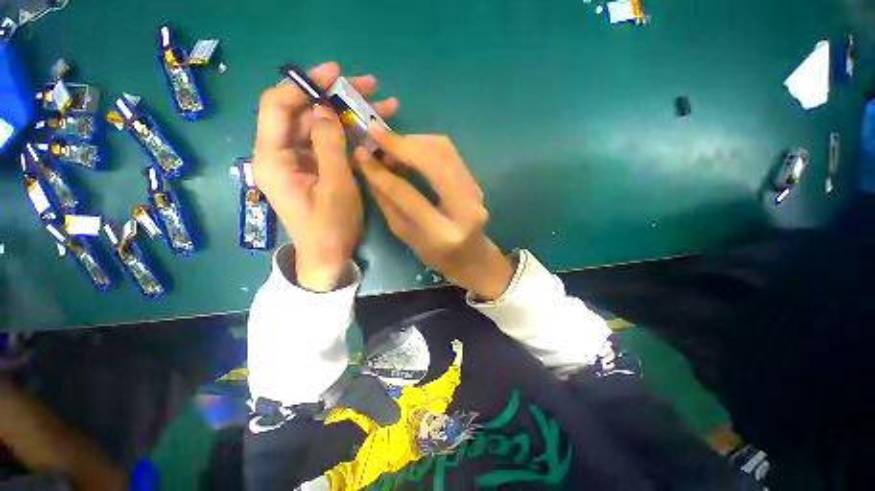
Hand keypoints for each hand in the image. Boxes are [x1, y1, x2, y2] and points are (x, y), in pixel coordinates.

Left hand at [253, 62, 398, 290]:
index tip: (335, 74)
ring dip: (348, 114)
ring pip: (320, 126)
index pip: (278, 106)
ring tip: (379, 104)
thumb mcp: (336, 187)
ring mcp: (299, 161)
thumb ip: (330, 146)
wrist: (328, 256)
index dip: (304, 84)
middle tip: (367, 87)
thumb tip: (325, 108)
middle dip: (334, 96)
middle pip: (302, 112)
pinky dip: (349, 135)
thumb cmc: (331, 227)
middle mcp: (280, 154)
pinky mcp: (314, 168)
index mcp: (273, 158)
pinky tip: (372, 130)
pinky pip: (329, 143)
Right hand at [353, 127, 513, 299]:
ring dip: (413, 141)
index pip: (407, 194)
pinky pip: (449, 154)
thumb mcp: (407, 236)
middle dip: (401, 143)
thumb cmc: (436, 255)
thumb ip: (388, 203)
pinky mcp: (476, 182)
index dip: (381, 172)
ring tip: (391, 149)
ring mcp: (476, 192)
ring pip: (444, 150)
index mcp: (443, 233)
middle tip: (375, 135)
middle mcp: (465, 209)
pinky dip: (426, 146)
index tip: (360, 153)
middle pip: (434, 160)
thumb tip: (368, 167)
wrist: (472, 257)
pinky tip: (410, 152)